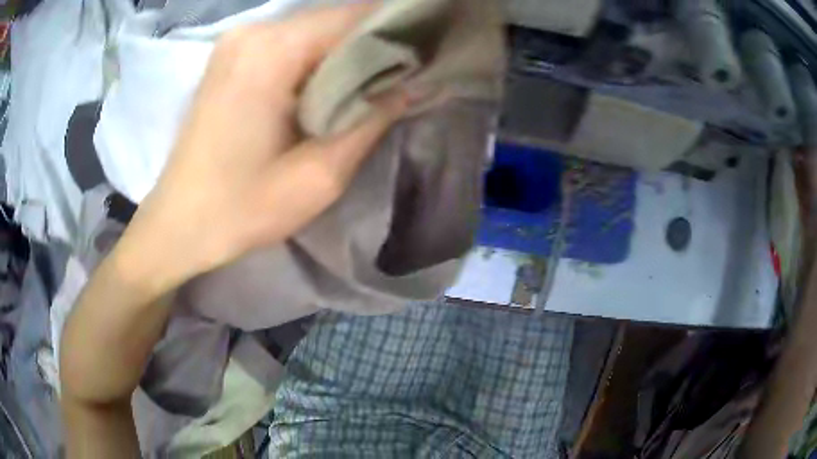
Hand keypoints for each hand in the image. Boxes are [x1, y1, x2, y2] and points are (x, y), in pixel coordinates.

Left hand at [112, 3, 418, 294]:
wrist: (178, 224)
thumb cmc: (241, 209)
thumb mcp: (320, 175)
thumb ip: (372, 119)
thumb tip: (412, 84)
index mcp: (272, 51)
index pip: (355, 16)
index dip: (397, 31)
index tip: (427, 55)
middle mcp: (254, 31)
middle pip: (334, 19)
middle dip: (374, 43)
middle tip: (405, 75)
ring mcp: (238, 41)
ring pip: (314, 30)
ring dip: (346, 52)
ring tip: (373, 83)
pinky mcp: (232, 57)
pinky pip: (290, 43)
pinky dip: (318, 58)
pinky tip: (331, 85)